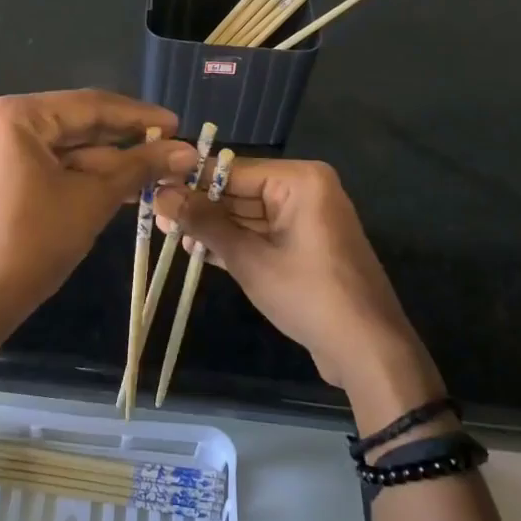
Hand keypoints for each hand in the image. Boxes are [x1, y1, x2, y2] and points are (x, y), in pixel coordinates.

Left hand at [0, 91, 195, 345]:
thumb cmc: (34, 242)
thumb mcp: (93, 199)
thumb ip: (140, 166)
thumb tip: (189, 151)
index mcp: (16, 115)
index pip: (90, 105)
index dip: (139, 116)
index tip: (178, 125)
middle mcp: (1, 120)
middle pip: (78, 122)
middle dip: (126, 139)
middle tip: (173, 147)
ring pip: (67, 146)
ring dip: (110, 160)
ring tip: (159, 169)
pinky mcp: (0, 173)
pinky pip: (51, 163)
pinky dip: (84, 174)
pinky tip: (125, 184)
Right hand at [155, 159, 442, 417]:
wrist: (368, 350)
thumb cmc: (309, 295)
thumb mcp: (250, 259)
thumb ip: (205, 224)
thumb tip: (161, 194)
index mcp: (300, 180)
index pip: (232, 170)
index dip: (190, 180)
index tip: (152, 186)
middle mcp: (305, 190)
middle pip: (239, 191)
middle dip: (199, 205)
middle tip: (153, 213)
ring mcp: (305, 219)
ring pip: (247, 214)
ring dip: (212, 226)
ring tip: (166, 233)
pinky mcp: (303, 245)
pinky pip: (261, 234)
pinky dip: (233, 242)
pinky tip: (195, 250)